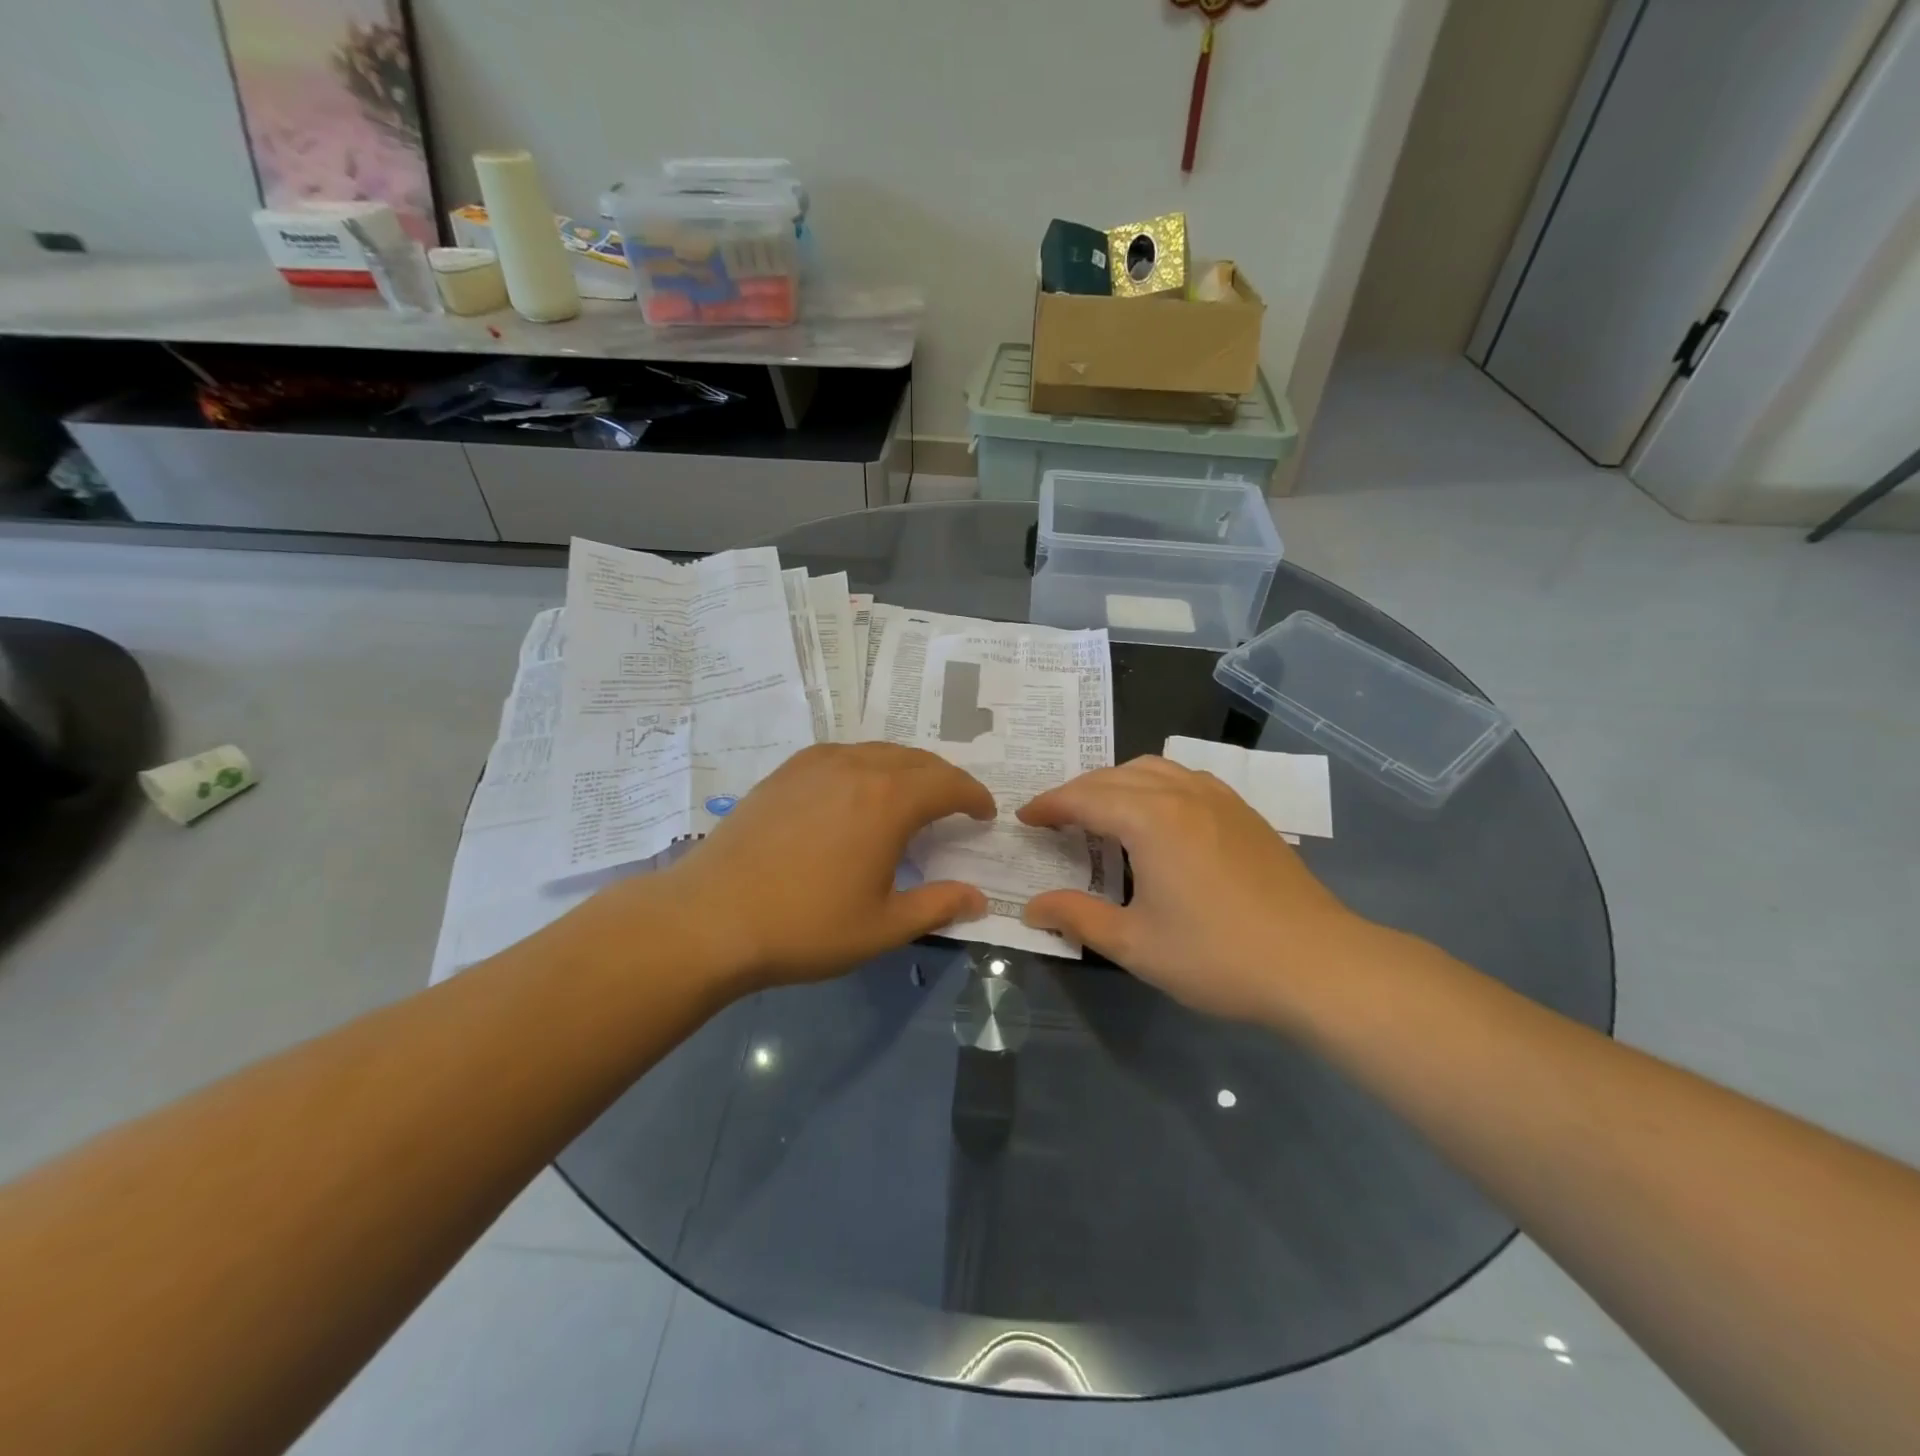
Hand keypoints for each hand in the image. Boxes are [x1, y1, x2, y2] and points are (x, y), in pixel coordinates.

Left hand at [651, 743, 992, 991]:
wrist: (711, 917)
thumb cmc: (806, 926)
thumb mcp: (882, 926)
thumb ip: (937, 906)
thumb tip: (979, 899)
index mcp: (890, 800)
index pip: (950, 784)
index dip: (974, 797)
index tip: (985, 814)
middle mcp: (858, 767)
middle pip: (918, 761)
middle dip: (945, 781)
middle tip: (955, 807)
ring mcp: (817, 764)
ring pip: (879, 752)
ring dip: (907, 770)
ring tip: (911, 798)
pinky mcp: (786, 772)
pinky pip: (843, 755)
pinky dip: (867, 767)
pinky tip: (857, 793)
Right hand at [1018, 756, 1364, 1024]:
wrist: (1318, 964)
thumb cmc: (1218, 956)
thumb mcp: (1136, 945)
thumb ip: (1078, 918)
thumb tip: (1032, 907)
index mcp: (1150, 819)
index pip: (1084, 798)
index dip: (1049, 806)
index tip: (1024, 818)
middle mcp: (1181, 793)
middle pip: (1113, 776)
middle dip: (1077, 792)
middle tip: (1054, 820)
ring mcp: (1218, 798)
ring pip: (1152, 769)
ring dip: (1115, 783)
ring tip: (1100, 813)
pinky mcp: (1243, 812)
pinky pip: (1184, 778)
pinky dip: (1153, 786)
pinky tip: (1156, 818)